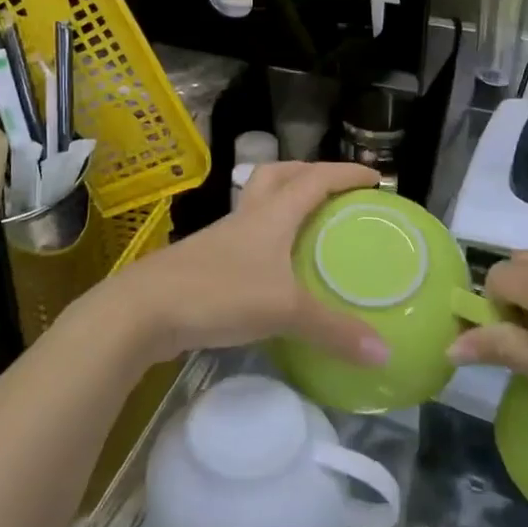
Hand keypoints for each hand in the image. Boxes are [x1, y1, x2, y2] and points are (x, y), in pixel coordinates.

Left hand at [96, 162, 390, 366]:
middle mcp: (246, 217)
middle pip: (278, 176)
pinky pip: (244, 238)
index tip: (375, 177)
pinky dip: (266, 241)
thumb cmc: (218, 294)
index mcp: (271, 215)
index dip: (345, 174)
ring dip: (283, 203)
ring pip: (257, 204)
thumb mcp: (284, 311)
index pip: (314, 179)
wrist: (142, 310)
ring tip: (307, 224)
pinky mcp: (204, 263)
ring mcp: (221, 239)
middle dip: (308, 173)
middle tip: (335, 189)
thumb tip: (385, 353)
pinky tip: (274, 269)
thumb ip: (334, 331)